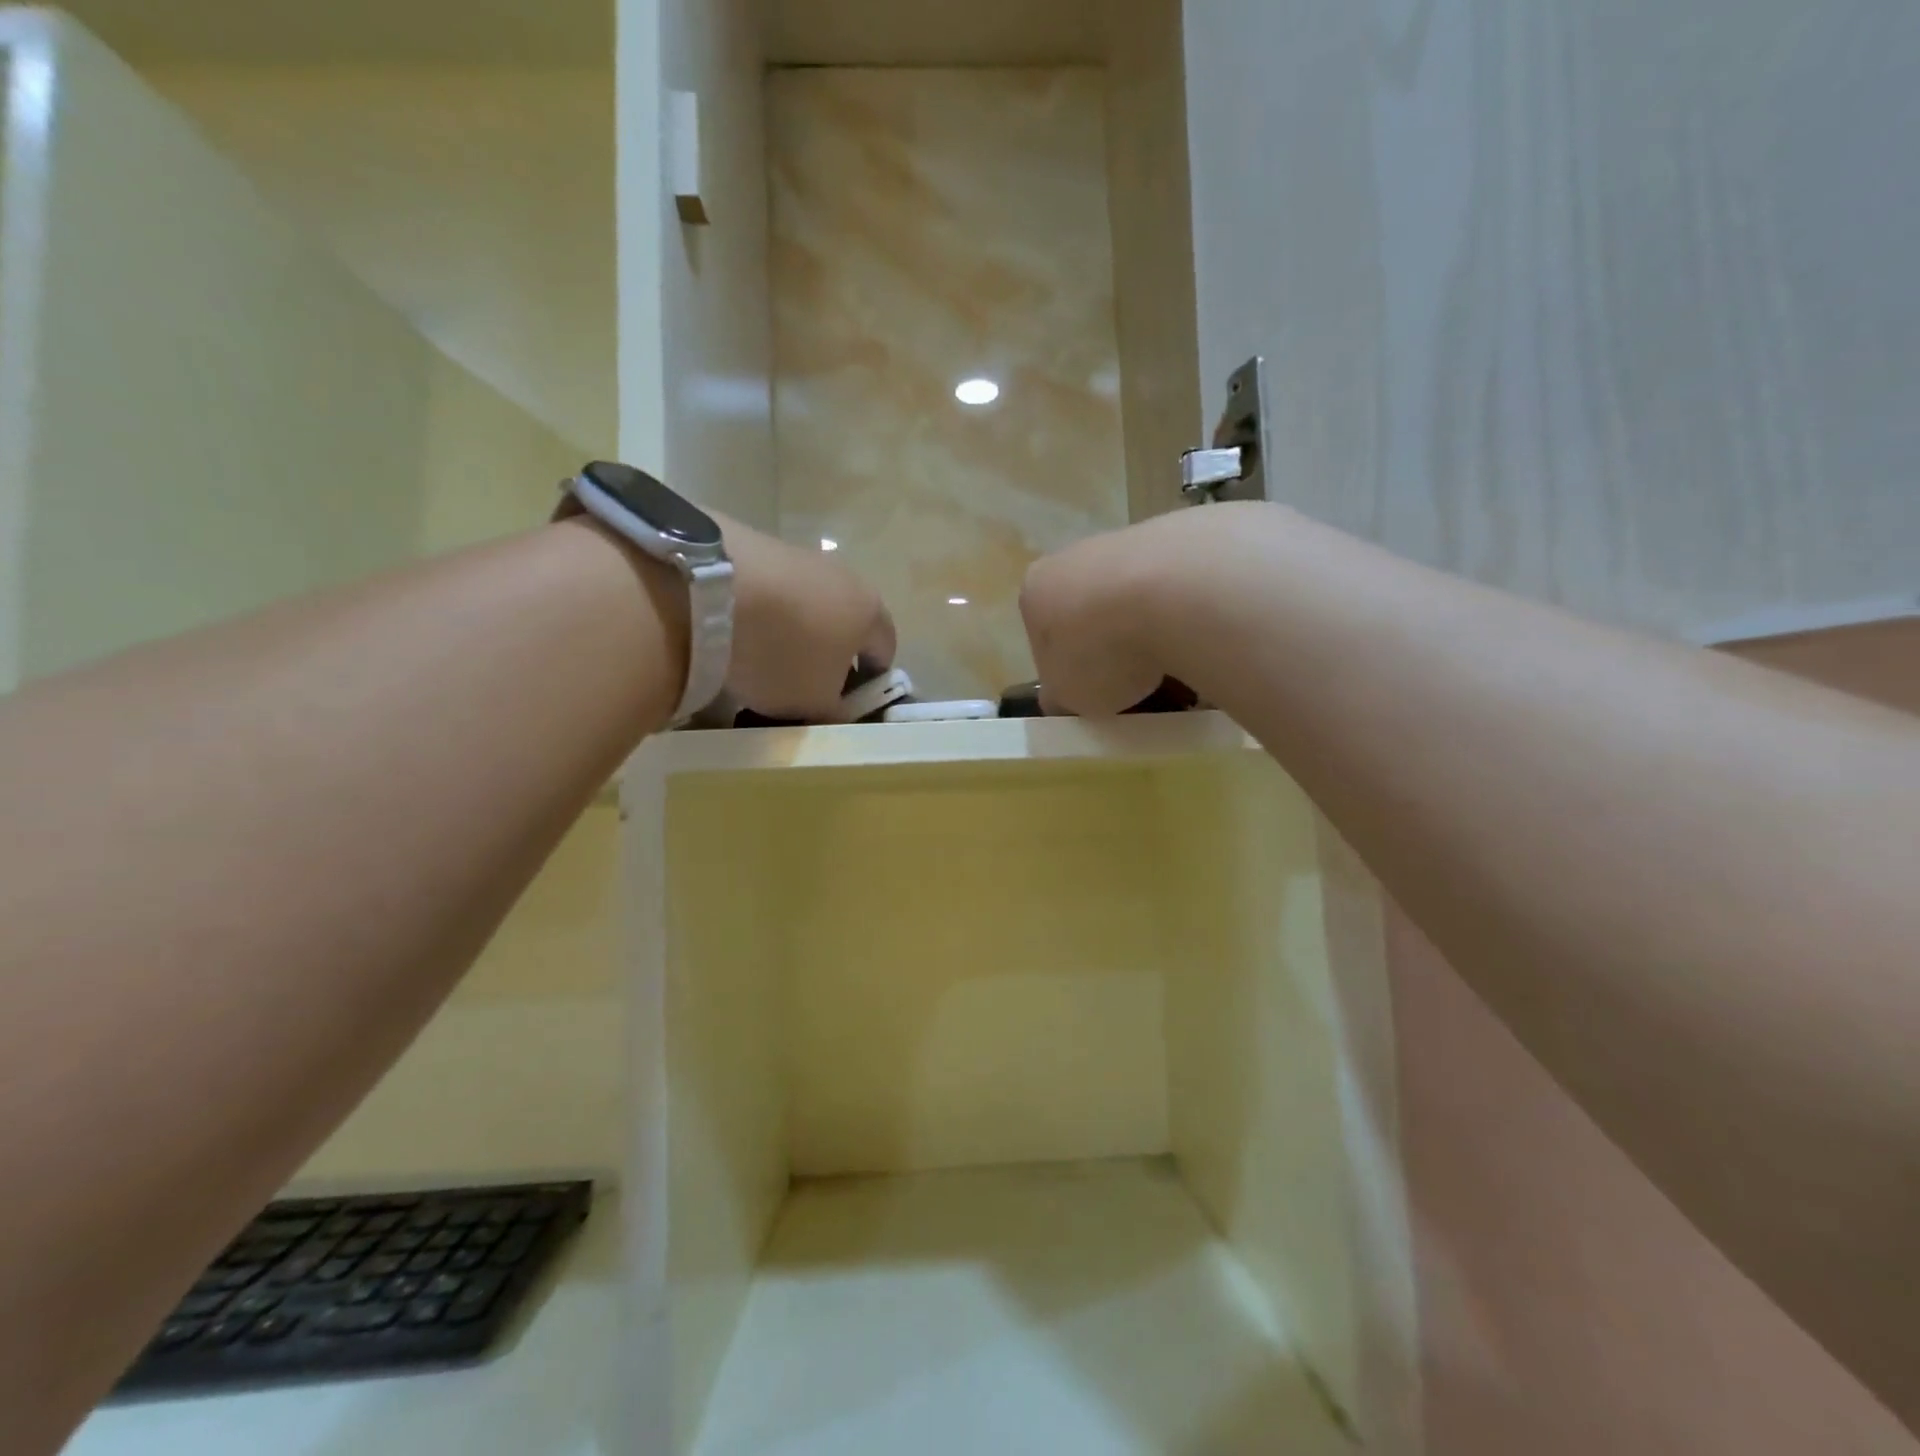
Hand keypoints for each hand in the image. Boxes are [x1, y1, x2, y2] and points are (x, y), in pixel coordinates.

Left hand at [712, 511, 894, 719]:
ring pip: (808, 605)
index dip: (869, 682)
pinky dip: (762, 612)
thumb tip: (836, 708)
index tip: (843, 703)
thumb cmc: (784, 654)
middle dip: (829, 654)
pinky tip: (736, 631)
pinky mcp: (757, 545)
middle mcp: (846, 577)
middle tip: (803, 684)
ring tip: (762, 658)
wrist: (714, 590)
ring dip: (793, 631)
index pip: (885, 652)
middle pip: (845, 623)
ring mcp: (801, 557)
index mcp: (872, 612)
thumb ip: (835, 710)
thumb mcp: (816, 702)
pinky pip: (771, 590)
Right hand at [1020, 502, 1278, 714]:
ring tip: (1178, 673)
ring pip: (1136, 601)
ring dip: (1152, 635)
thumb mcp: (1067, 696)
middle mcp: (1075, 558)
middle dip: (1113, 652)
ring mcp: (1128, 542)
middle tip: (1137, 689)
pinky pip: (1177, 590)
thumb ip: (1061, 696)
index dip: (1069, 674)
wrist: (1174, 593)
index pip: (1045, 640)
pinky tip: (1202, 644)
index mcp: (1037, 592)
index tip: (1095, 697)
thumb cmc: (1101, 649)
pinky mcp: (1180, 536)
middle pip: (1092, 616)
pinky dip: (1186, 617)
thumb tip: (1064, 697)